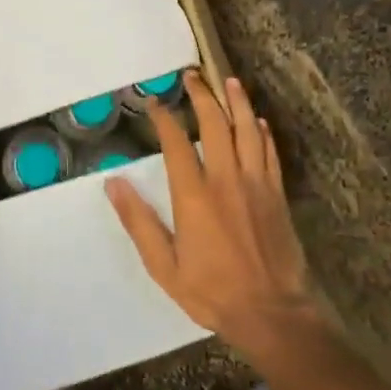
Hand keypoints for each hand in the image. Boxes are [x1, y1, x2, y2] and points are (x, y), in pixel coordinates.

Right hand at [106, 70, 320, 356]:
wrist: (272, 313)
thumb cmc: (212, 291)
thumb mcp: (164, 266)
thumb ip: (139, 221)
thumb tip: (113, 183)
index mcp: (195, 195)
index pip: (177, 143)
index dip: (164, 118)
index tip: (154, 102)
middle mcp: (226, 180)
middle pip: (215, 124)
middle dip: (202, 95)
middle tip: (192, 75)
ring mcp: (256, 184)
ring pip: (247, 131)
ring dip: (237, 102)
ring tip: (228, 81)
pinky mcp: (277, 195)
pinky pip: (270, 153)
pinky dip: (262, 133)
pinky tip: (257, 121)